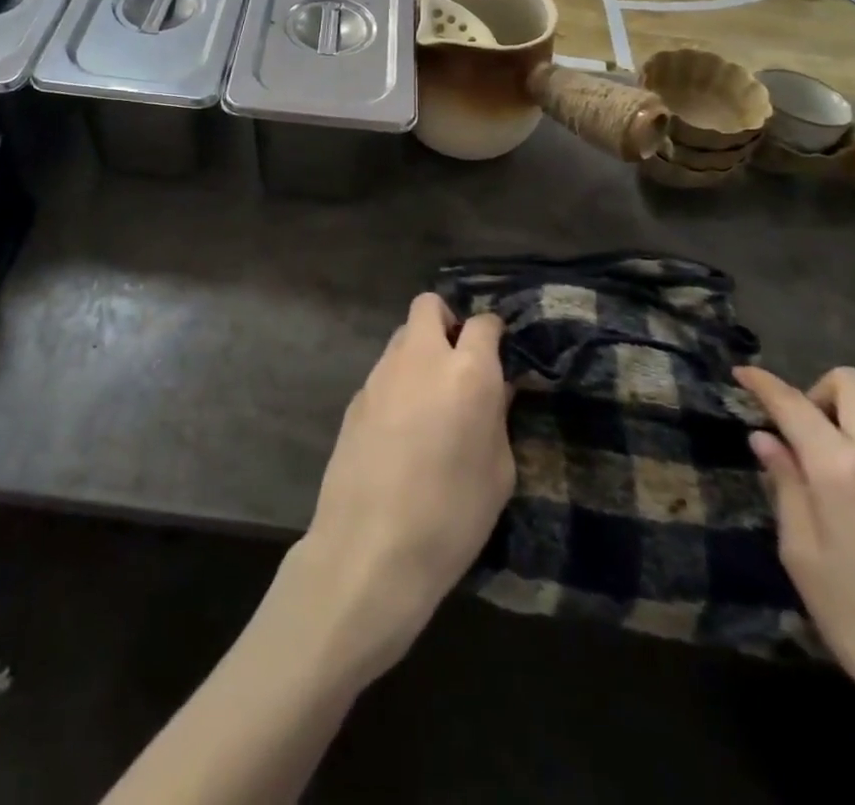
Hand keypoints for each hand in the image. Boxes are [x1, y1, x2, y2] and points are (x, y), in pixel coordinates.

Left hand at [288, 294, 513, 686]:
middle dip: (446, 320)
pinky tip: (403, 426)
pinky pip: (384, 371)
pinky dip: (399, 382)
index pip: (483, 323)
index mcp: (466, 371)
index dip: (493, 332)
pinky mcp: (356, 395)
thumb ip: (498, 417)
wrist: (370, 547)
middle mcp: (420, 358)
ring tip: (431, 398)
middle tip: (460, 360)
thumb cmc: (451, 516)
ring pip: (402, 336)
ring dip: (420, 352)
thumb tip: (495, 387)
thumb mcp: (498, 473)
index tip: (499, 352)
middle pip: (428, 306)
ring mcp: (381, 373)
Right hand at [736, 367, 854, 804]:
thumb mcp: (806, 562)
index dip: (763, 383)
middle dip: (814, 391)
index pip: (795, 403)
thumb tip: (767, 442)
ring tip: (815, 481)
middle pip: (854, 387)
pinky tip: (854, 513)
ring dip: (840, 427)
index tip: (739, 373)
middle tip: (790, 434)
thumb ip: (786, 491)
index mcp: (845, 469)